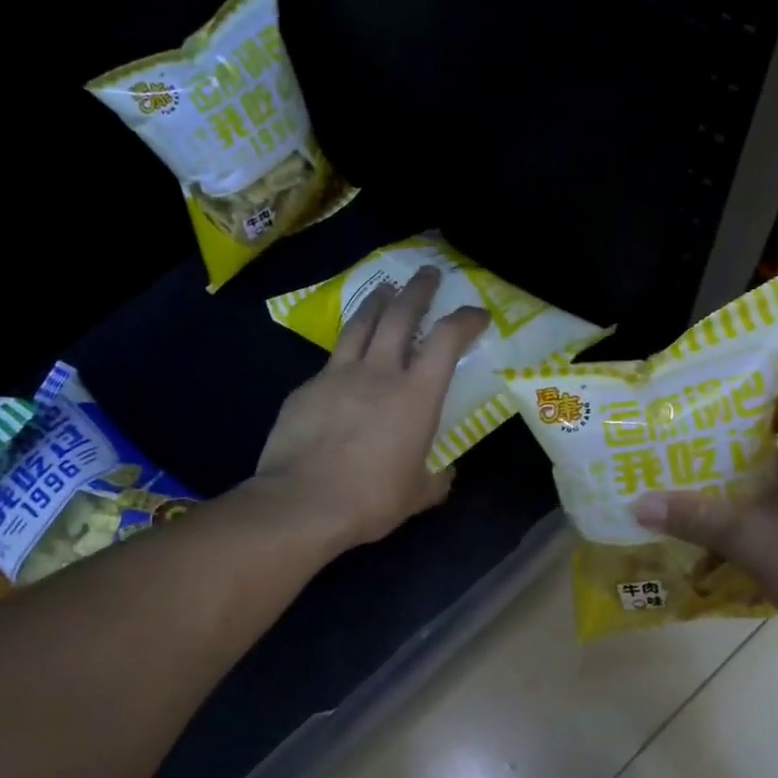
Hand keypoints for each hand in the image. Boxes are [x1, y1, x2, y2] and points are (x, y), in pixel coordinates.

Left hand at [254, 267, 490, 551]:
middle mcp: (378, 373)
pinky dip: (343, 355)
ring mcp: (336, 376)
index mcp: (415, 395)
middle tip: (427, 273)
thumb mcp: (417, 495)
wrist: (301, 504)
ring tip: (384, 290)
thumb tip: (444, 474)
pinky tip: (342, 364)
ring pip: (359, 325)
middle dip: (418, 289)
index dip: (465, 320)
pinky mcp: (305, 389)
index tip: (476, 313)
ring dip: (376, 303)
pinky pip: (329, 363)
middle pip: (400, 314)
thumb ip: (435, 479)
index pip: (447, 340)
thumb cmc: (370, 500)